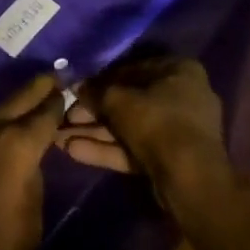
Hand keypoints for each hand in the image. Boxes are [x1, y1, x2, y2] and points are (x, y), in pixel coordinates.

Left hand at [0, 75, 65, 249]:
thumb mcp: (29, 224)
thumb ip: (34, 185)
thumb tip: (27, 170)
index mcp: (19, 145)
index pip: (47, 112)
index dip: (61, 101)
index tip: (70, 90)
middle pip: (21, 96)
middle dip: (40, 87)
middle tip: (54, 77)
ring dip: (14, 108)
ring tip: (29, 110)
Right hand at [53, 45, 229, 195]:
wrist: (190, 179)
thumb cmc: (157, 122)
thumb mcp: (119, 100)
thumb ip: (96, 92)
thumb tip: (77, 86)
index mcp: (179, 71)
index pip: (132, 69)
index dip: (101, 80)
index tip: (77, 90)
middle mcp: (182, 96)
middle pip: (129, 101)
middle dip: (93, 112)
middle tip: (65, 117)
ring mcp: (178, 131)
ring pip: (129, 128)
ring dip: (95, 132)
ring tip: (59, 137)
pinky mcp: (170, 159)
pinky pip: (135, 148)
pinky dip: (109, 149)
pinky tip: (74, 151)